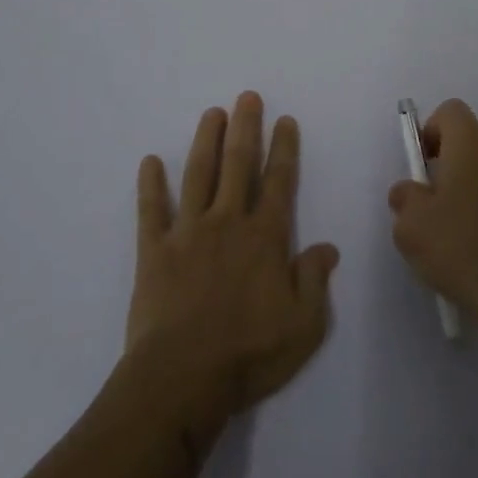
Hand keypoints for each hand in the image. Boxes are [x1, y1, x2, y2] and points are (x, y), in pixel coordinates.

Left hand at [126, 92, 340, 441]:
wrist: (181, 380)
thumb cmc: (249, 354)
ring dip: (206, 141)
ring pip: (198, 175)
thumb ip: (315, 281)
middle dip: (246, 127)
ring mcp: (188, 232)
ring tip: (212, 113)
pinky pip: (151, 211)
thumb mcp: (304, 326)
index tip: (285, 120)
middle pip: (238, 164)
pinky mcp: (154, 251)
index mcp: (264, 237)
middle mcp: (228, 222)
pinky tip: (150, 162)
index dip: (284, 149)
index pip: (279, 182)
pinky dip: (150, 185)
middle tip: (247, 96)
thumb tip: (327, 247)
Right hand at [387, 98, 477, 342]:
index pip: (449, 112)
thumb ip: (405, 198)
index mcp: (472, 142)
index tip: (424, 167)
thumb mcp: (412, 229)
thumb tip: (410, 190)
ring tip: (471, 231)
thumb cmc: (464, 251)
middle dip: (456, 163)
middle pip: (475, 141)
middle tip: (442, 204)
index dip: (432, 132)